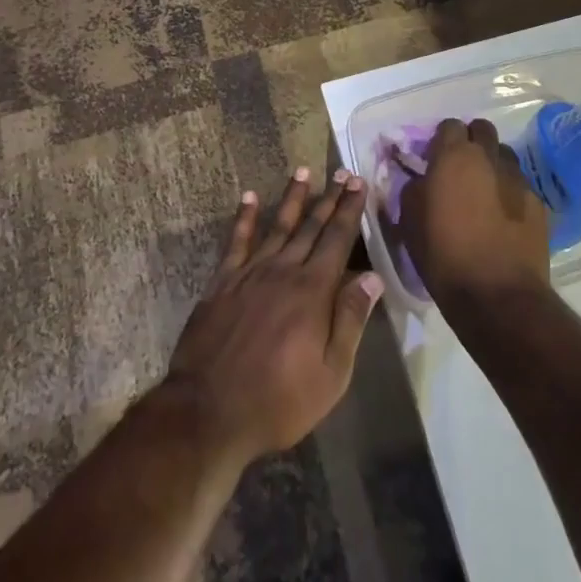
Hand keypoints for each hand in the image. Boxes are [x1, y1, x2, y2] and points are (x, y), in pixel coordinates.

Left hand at [162, 167, 384, 470]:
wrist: (209, 410)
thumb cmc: (278, 400)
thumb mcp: (330, 374)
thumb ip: (350, 321)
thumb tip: (372, 277)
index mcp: (313, 291)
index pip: (337, 240)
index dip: (350, 210)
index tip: (358, 184)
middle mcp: (283, 271)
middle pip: (310, 226)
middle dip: (329, 198)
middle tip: (341, 172)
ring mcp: (249, 273)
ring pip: (277, 226)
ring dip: (292, 198)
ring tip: (303, 171)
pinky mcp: (222, 282)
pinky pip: (236, 241)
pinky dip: (244, 217)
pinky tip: (249, 197)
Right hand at [400, 118, 551, 310]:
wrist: (497, 295)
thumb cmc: (444, 254)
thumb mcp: (410, 219)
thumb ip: (414, 187)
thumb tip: (423, 179)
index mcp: (455, 156)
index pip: (449, 125)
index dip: (441, 140)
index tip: (433, 159)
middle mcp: (489, 158)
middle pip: (483, 130)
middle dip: (472, 142)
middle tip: (460, 168)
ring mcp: (519, 179)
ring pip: (504, 156)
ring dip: (493, 165)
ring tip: (484, 192)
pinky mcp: (539, 204)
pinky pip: (520, 185)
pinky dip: (510, 193)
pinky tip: (503, 218)